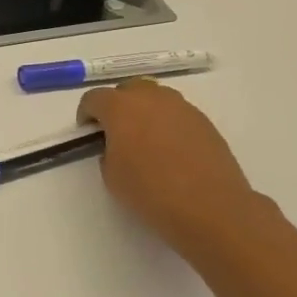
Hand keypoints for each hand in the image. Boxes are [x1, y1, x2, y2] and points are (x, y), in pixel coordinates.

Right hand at [78, 79, 265, 259]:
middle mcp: (151, 97)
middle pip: (128, 89)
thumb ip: (108, 151)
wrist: (210, 207)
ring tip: (145, 140)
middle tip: (116, 132)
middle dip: (117, 106)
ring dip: (145, 111)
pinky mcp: (204, 121)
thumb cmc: (151, 192)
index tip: (88, 132)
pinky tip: (170, 150)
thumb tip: (118, 145)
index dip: (86, 113)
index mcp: (121, 108)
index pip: (94, 98)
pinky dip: (167, 123)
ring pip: (155, 98)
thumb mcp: (111, 175)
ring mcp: (182, 107)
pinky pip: (177, 113)